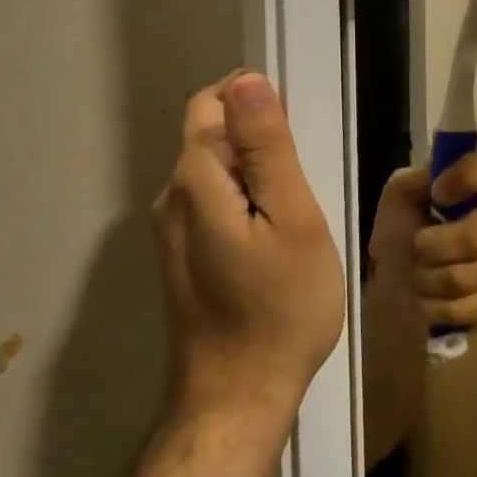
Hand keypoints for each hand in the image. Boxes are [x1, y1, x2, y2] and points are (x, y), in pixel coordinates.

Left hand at [152, 71, 344, 429]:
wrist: (239, 395)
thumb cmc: (281, 307)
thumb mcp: (292, 219)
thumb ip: (268, 148)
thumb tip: (247, 80)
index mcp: (195, 181)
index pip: (213, 104)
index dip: (256, 101)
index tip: (299, 133)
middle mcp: (170, 198)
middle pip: (210, 136)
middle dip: (257, 140)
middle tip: (306, 180)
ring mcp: (170, 232)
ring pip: (213, 172)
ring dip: (253, 173)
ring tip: (296, 212)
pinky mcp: (180, 258)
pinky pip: (212, 204)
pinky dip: (243, 202)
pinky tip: (274, 238)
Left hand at [368, 147, 476, 333]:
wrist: (396, 285)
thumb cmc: (401, 232)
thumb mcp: (398, 197)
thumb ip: (416, 179)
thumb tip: (437, 180)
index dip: (468, 177)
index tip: (437, 194)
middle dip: (433, 247)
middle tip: (415, 249)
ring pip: (467, 276)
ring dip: (428, 280)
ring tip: (417, 277)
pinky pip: (470, 307)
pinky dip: (437, 307)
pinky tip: (430, 300)